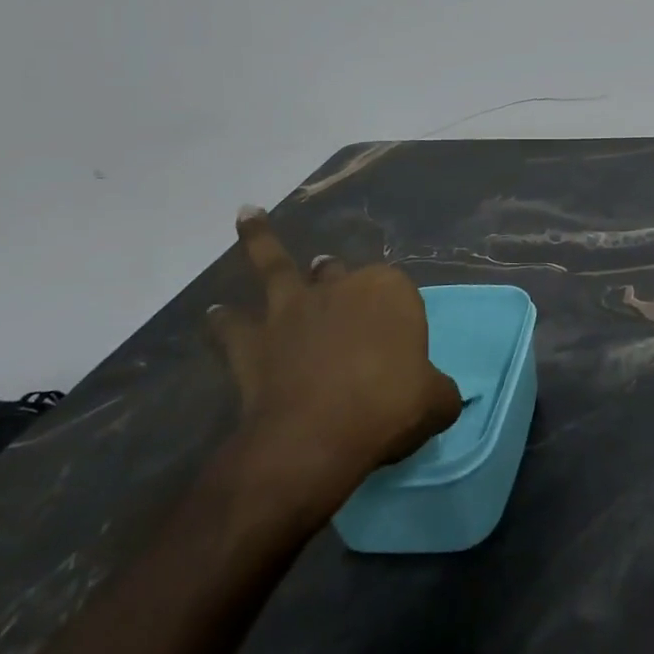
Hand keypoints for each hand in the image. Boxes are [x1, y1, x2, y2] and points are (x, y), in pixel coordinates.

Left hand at [207, 208, 462, 529]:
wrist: (316, 437)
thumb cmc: (389, 407)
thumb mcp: (437, 401)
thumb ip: (439, 391)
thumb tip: (441, 395)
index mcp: (389, 291)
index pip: (396, 289)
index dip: (396, 313)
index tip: (400, 344)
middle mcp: (339, 289)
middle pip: (338, 272)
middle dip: (336, 272)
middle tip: (332, 271)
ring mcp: (292, 311)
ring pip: (276, 268)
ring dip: (261, 243)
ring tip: (248, 216)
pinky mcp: (252, 343)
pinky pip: (232, 325)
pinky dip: (222, 320)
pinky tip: (213, 313)